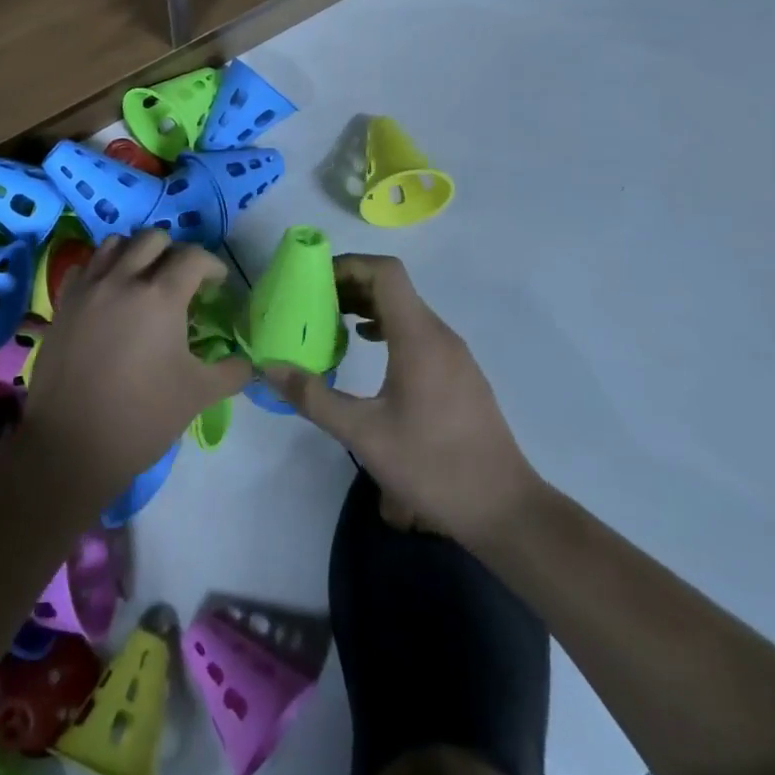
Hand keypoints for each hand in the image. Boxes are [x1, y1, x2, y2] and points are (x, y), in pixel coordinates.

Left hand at [23, 230, 251, 503]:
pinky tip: (110, 295)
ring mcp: (88, 288)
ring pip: (115, 243)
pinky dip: (102, 269)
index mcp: (160, 296)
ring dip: (136, 253)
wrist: (71, 446)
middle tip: (183, 281)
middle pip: (153, 238)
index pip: (194, 257)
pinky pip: (85, 267)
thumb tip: (249, 361)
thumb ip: (231, 371)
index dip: (212, 266)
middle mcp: (123, 279)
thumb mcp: (198, 394)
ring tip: (144, 280)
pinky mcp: (63, 303)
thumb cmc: (142, 418)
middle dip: (175, 253)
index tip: (218, 285)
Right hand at [267, 255, 540, 549]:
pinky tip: (368, 350)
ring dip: (368, 306)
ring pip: (406, 309)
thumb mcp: (363, 435)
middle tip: (311, 302)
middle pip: (393, 287)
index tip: (314, 280)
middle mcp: (439, 334)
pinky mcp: (459, 374)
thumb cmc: (433, 466)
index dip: (348, 265)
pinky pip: (418, 331)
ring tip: (332, 323)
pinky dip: (387, 327)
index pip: (385, 272)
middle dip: (350, 285)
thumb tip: (269, 368)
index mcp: (419, 337)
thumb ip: (314, 398)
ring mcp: (454, 354)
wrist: (504, 509)